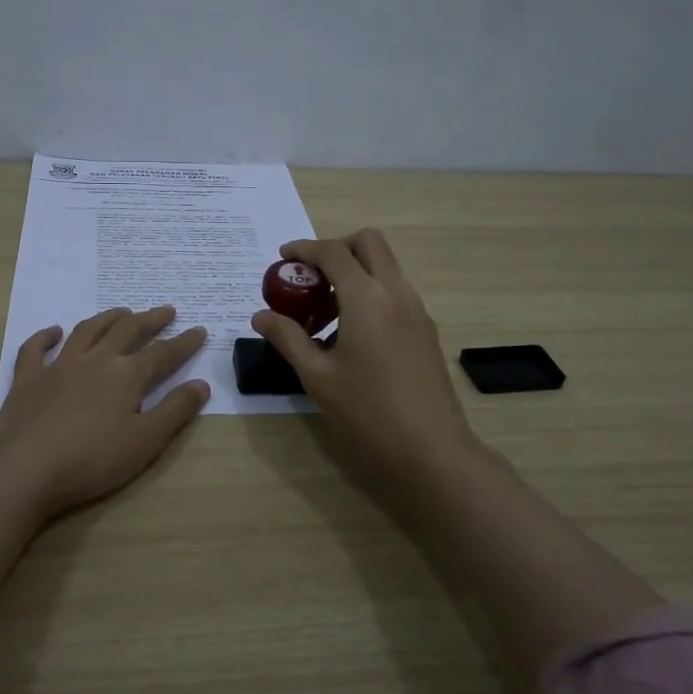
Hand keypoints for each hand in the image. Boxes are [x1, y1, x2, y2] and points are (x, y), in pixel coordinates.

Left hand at [0, 305, 210, 518]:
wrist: (24, 470)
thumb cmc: (92, 460)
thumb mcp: (146, 442)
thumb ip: (175, 411)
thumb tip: (201, 384)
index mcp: (126, 376)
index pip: (163, 354)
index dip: (184, 343)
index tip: (200, 331)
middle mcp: (94, 361)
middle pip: (126, 331)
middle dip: (150, 320)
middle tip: (166, 311)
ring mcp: (58, 367)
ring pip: (86, 331)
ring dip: (107, 318)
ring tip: (122, 312)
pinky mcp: (27, 380)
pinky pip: (35, 349)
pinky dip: (45, 336)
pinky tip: (54, 331)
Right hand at [252, 230, 483, 503]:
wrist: (431, 450)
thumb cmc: (367, 412)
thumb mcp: (317, 376)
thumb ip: (288, 338)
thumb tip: (261, 315)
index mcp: (367, 298)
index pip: (333, 252)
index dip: (304, 249)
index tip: (282, 258)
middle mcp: (396, 292)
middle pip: (369, 243)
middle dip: (336, 249)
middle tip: (310, 280)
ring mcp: (416, 310)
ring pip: (385, 267)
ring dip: (354, 274)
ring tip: (324, 315)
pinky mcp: (426, 330)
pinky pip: (394, 293)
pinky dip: (370, 294)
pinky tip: (351, 336)